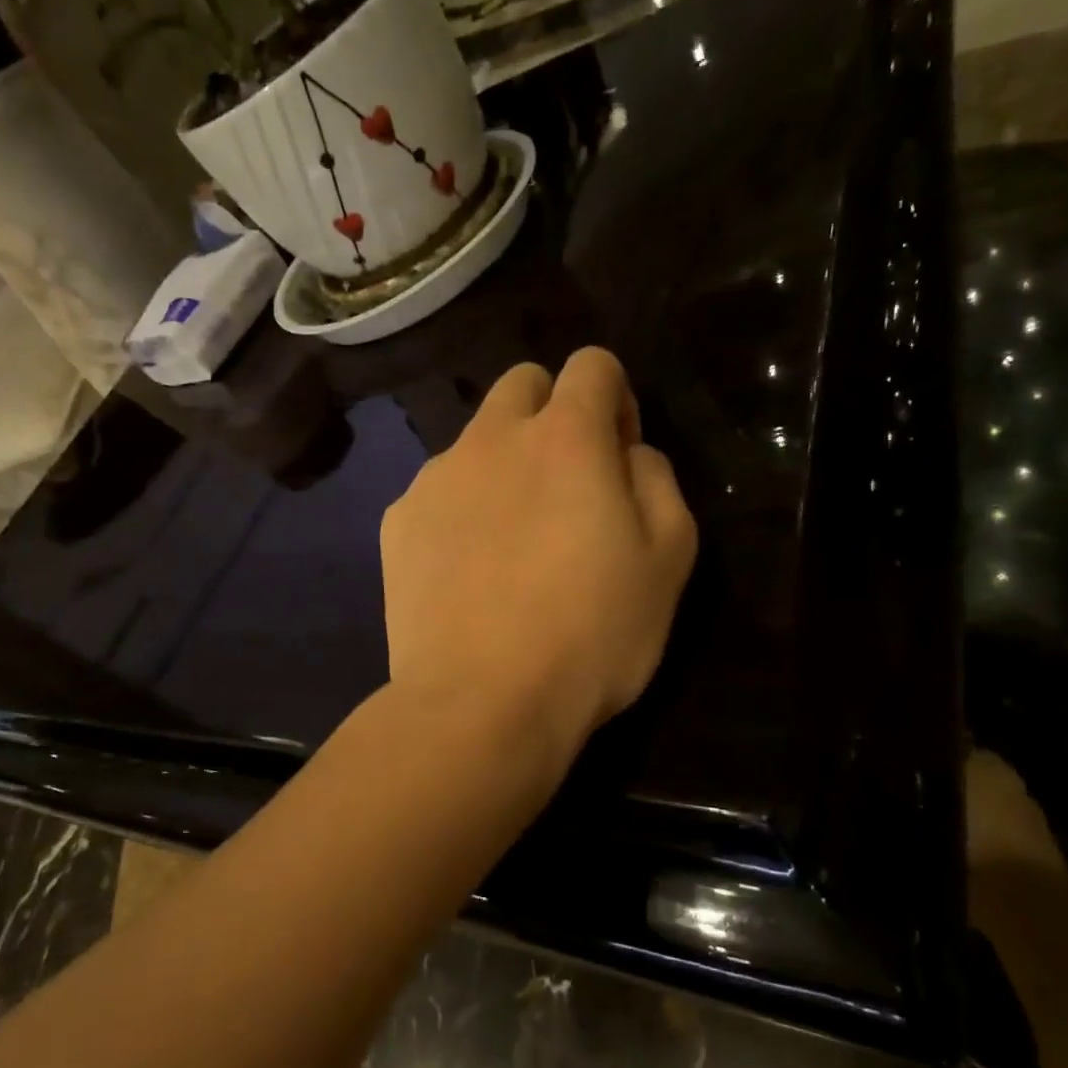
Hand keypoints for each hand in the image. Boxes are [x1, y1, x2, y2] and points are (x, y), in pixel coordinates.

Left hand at [381, 348, 697, 781]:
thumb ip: (656, 479)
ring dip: (503, 465)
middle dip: (552, 414)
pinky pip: (438, 491)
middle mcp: (491, 438)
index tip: (617, 456)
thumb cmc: (591, 633)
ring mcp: (435, 477)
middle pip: (523, 384)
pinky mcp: (398, 520)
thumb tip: (627, 452)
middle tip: (566, 485)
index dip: (615, 400)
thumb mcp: (669, 558)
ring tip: (513, 542)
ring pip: (476, 440)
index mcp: (564, 437)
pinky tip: (470, 571)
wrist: (480, 702)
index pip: (592, 365)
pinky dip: (460, 509)